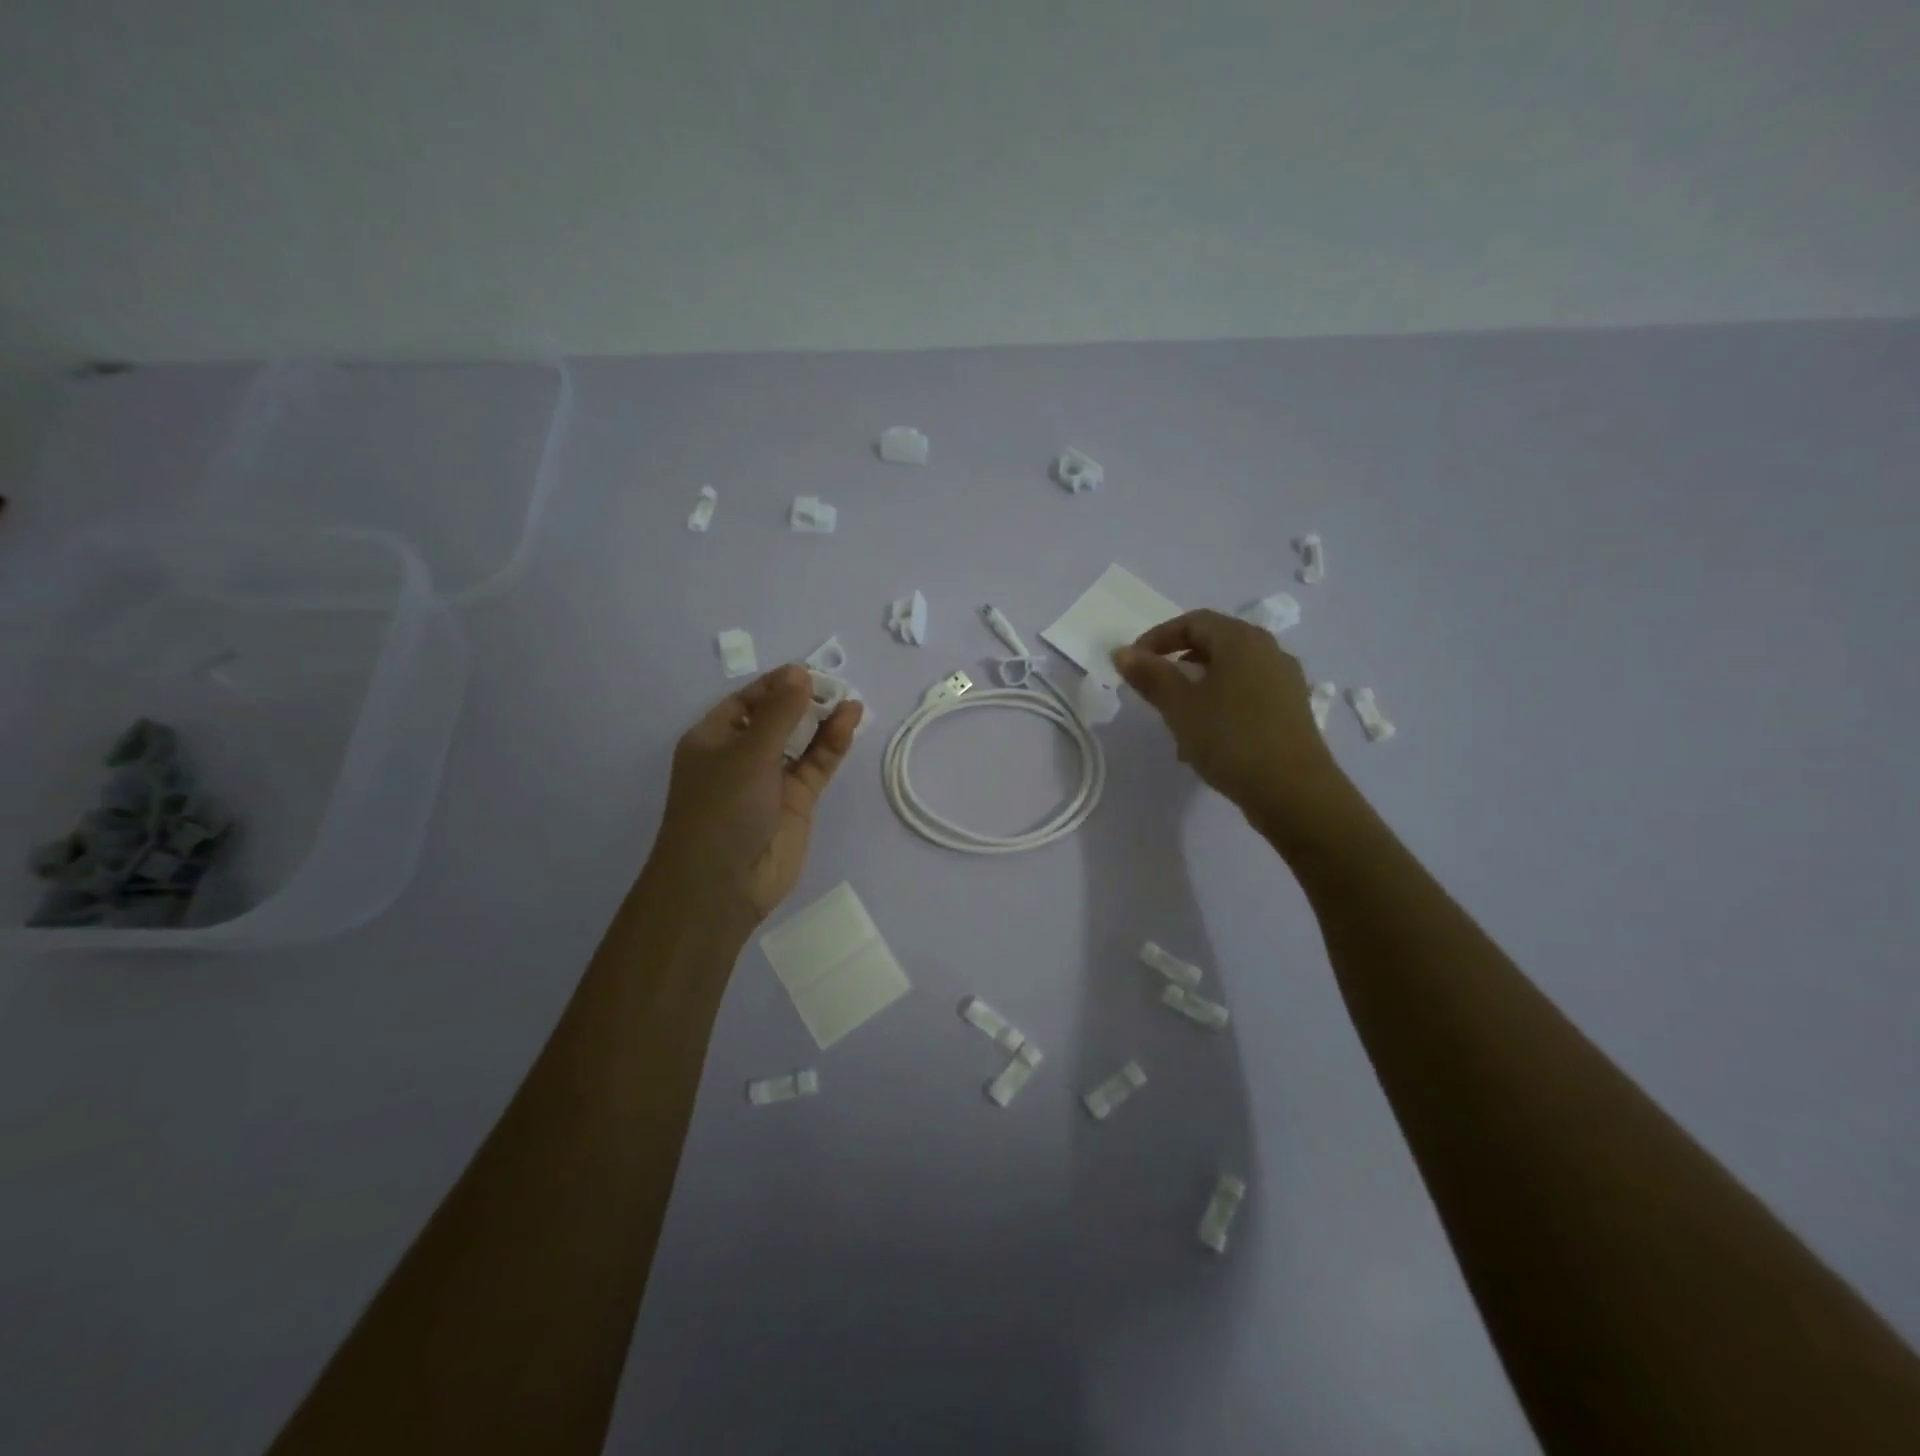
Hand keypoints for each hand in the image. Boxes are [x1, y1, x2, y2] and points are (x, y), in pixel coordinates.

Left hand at [648, 665, 861, 927]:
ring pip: (801, 741)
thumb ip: (779, 713)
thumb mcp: (748, 753)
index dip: (776, 686)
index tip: (808, 672)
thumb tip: (800, 673)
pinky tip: (850, 721)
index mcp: (713, 739)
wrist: (722, 884)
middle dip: (804, 701)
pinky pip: (816, 765)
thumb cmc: (722, 808)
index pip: (747, 702)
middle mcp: (740, 756)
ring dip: (823, 721)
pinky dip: (832, 745)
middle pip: (777, 719)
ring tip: (850, 699)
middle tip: (835, 684)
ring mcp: (770, 780)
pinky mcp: (797, 802)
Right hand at [1113, 610, 1352, 837]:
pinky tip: (1206, 739)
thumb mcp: (1180, 707)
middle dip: (1178, 662)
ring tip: (1175, 719)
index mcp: (1241, 640)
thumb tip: (1122, 652)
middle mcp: (1268, 651)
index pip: (1193, 621)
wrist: (1294, 791)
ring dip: (1198, 687)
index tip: (1133, 663)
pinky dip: (1220, 704)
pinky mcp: (1291, 709)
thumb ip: (1150, 676)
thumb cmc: (1231, 739)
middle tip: (1152, 687)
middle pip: (1214, 643)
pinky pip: (1246, 694)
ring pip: (1230, 672)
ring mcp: (1284, 681)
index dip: (1158, 637)